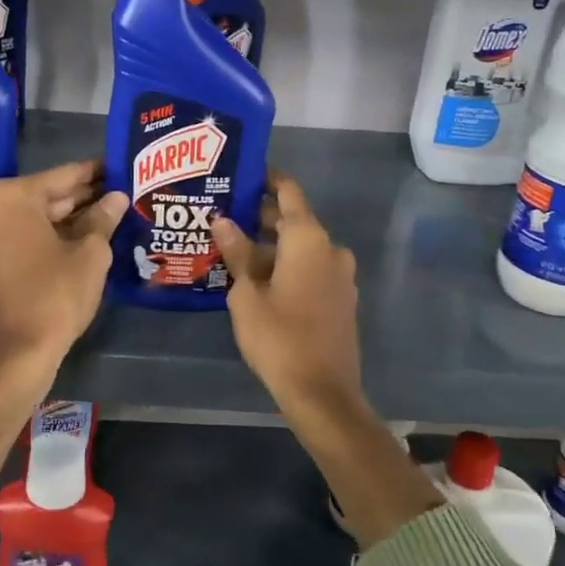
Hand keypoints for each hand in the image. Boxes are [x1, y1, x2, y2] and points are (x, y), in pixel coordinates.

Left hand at [0, 160, 128, 372]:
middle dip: (84, 197)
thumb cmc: (55, 295)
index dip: (96, 173)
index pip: (65, 176)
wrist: (17, 352)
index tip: (119, 166)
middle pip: (48, 196)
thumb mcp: (90, 254)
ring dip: (70, 218)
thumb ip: (103, 219)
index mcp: (13, 196)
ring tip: (110, 214)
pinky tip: (84, 238)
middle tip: (120, 192)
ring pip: (37, 218)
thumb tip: (116, 198)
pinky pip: (25, 237)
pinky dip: (52, 236)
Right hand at [211, 174, 363, 415]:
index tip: (243, 173)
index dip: (267, 179)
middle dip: (262, 216)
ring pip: (302, 248)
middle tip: (225, 215)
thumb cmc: (278, 337)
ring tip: (234, 249)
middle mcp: (331, 248)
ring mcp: (340, 275)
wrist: (322, 393)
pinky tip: (258, 279)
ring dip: (273, 245)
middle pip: (294, 220)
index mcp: (309, 239)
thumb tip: (223, 219)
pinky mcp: (341, 299)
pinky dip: (288, 266)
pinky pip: (312, 269)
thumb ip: (237, 252)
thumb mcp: (246, 294)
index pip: (289, 192)